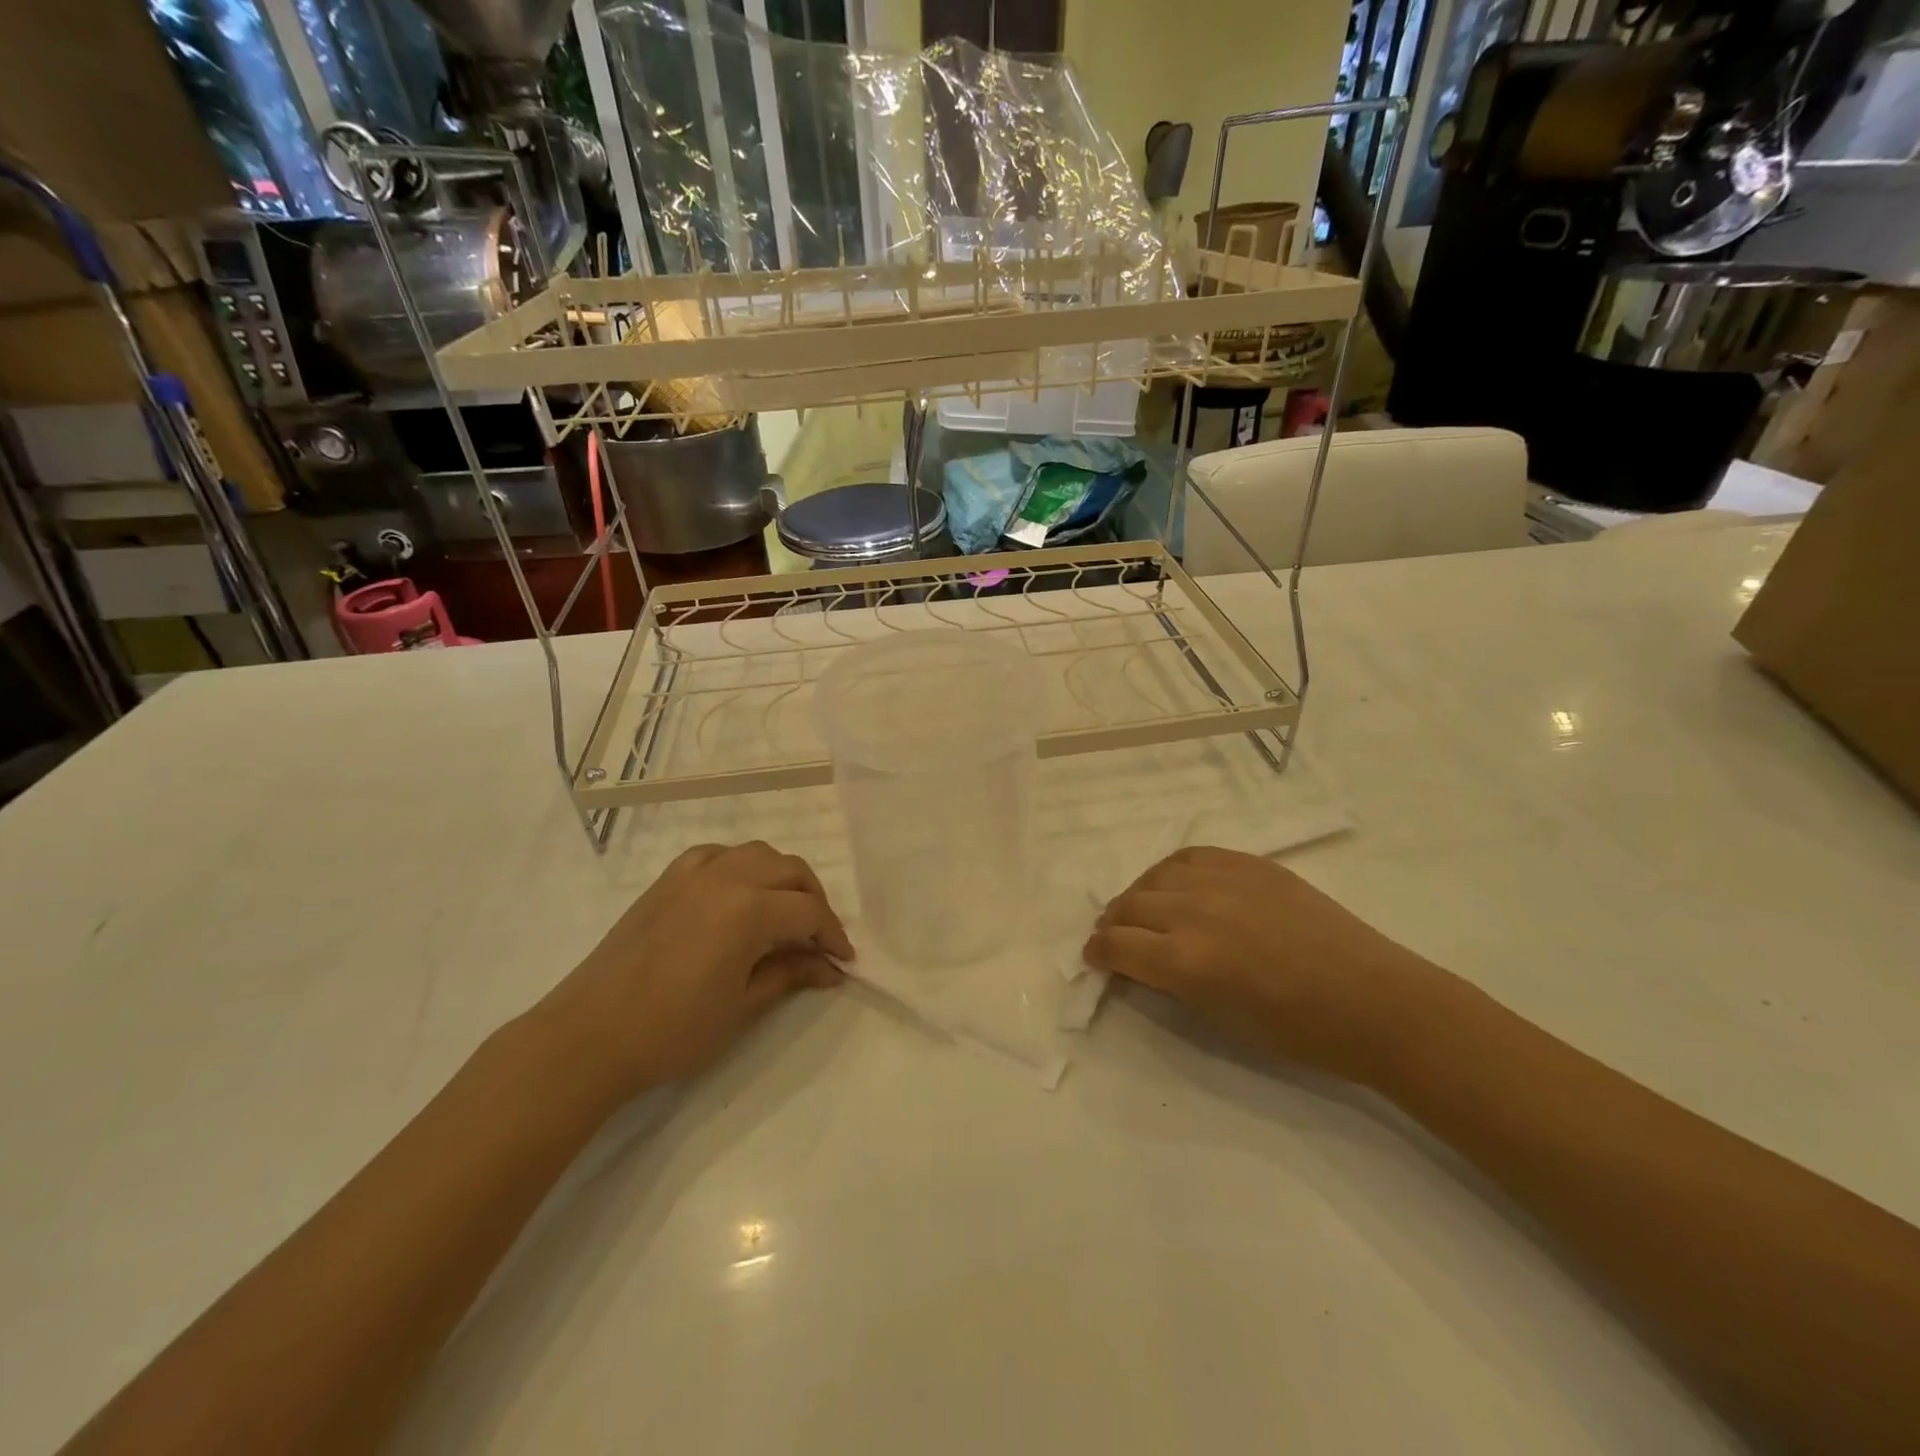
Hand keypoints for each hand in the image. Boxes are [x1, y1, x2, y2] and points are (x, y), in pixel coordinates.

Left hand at [534, 841, 854, 1097]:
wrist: (589, 1036)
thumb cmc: (672, 1031)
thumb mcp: (742, 1007)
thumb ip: (790, 975)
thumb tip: (830, 969)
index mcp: (748, 910)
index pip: (809, 911)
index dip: (832, 935)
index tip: (843, 961)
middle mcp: (726, 878)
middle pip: (790, 871)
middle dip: (813, 901)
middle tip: (818, 939)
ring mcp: (693, 874)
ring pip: (756, 854)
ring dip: (780, 877)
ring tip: (782, 913)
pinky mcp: (667, 880)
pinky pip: (716, 855)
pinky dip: (738, 866)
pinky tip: (737, 894)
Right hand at [1084, 846, 1445, 1081]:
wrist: (1374, 1001)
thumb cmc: (1298, 1031)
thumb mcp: (1219, 1018)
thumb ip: (1170, 983)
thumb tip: (1137, 963)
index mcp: (1185, 961)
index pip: (1116, 945)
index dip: (1098, 954)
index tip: (1096, 960)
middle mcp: (1194, 912)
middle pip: (1128, 906)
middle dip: (1113, 925)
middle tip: (1115, 939)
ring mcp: (1224, 880)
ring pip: (1155, 875)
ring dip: (1140, 895)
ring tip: (1145, 911)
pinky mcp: (1250, 864)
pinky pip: (1192, 857)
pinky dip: (1173, 872)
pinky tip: (1178, 885)